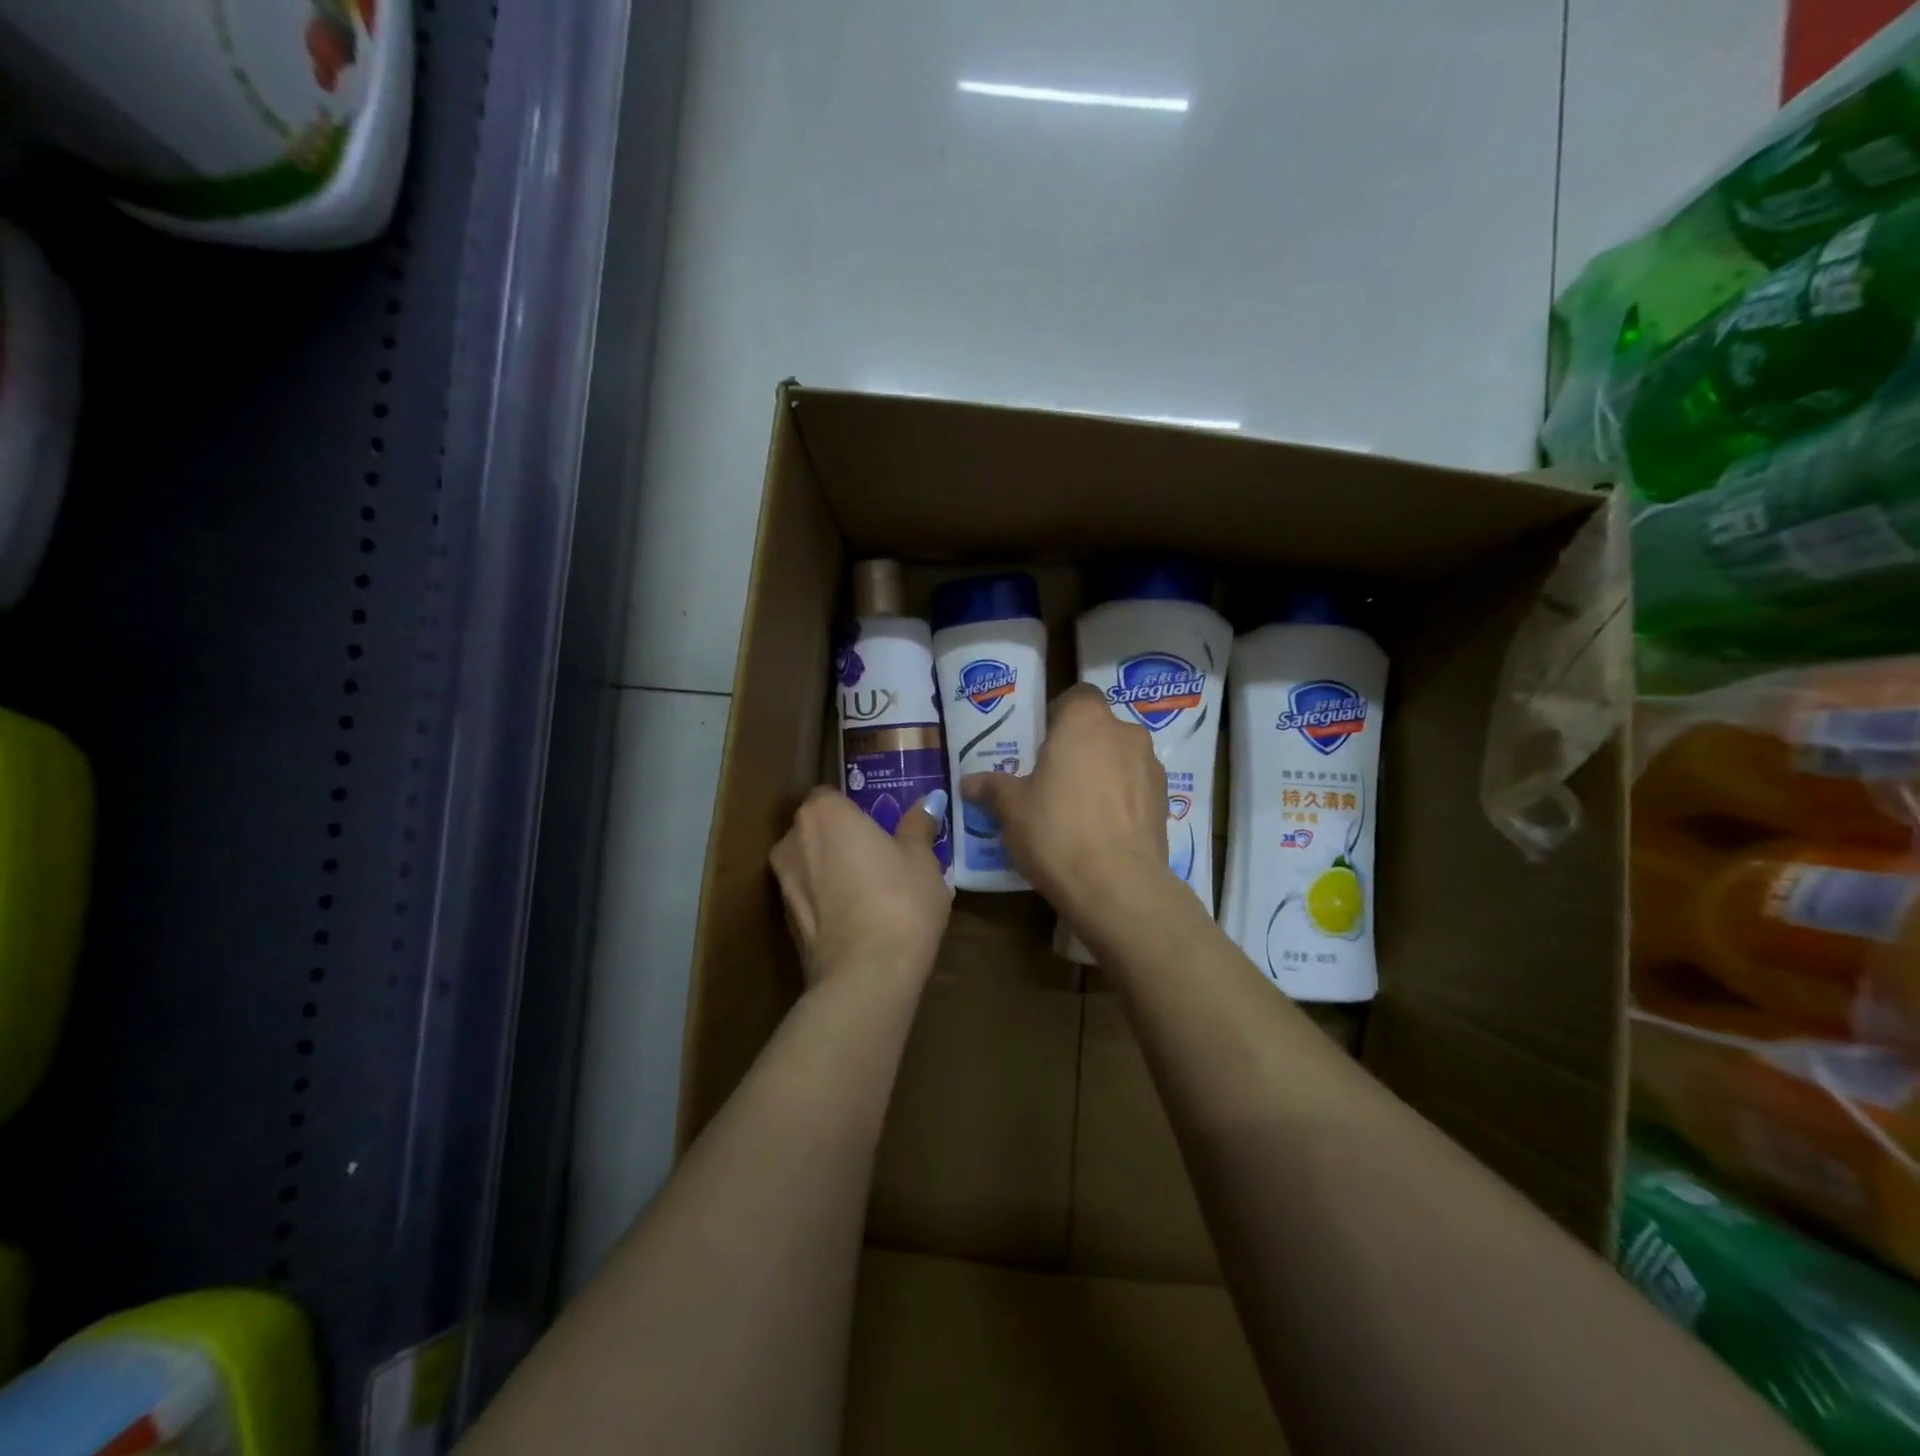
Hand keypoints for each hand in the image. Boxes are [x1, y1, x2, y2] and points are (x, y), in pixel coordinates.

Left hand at [771, 787, 952, 987]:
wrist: (866, 975)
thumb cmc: (899, 899)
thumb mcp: (921, 858)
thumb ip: (918, 825)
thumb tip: (929, 801)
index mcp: (823, 814)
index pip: (829, 795)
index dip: (853, 807)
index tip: (878, 823)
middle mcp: (791, 842)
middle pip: (816, 830)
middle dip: (841, 838)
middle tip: (880, 855)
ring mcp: (782, 884)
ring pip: (810, 865)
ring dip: (832, 871)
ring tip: (871, 890)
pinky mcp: (785, 923)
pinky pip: (810, 898)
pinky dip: (828, 901)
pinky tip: (859, 919)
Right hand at [961, 684, 1170, 923]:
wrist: (1117, 885)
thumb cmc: (1056, 831)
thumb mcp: (1012, 809)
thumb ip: (992, 788)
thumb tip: (968, 782)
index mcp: (1086, 721)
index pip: (1077, 696)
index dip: (1059, 714)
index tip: (1041, 743)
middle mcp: (1125, 733)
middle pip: (1100, 729)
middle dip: (1079, 748)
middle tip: (1053, 779)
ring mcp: (1151, 768)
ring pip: (1120, 759)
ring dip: (1103, 774)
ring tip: (1078, 810)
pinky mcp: (1165, 802)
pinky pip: (1136, 789)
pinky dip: (1121, 800)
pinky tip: (1101, 832)